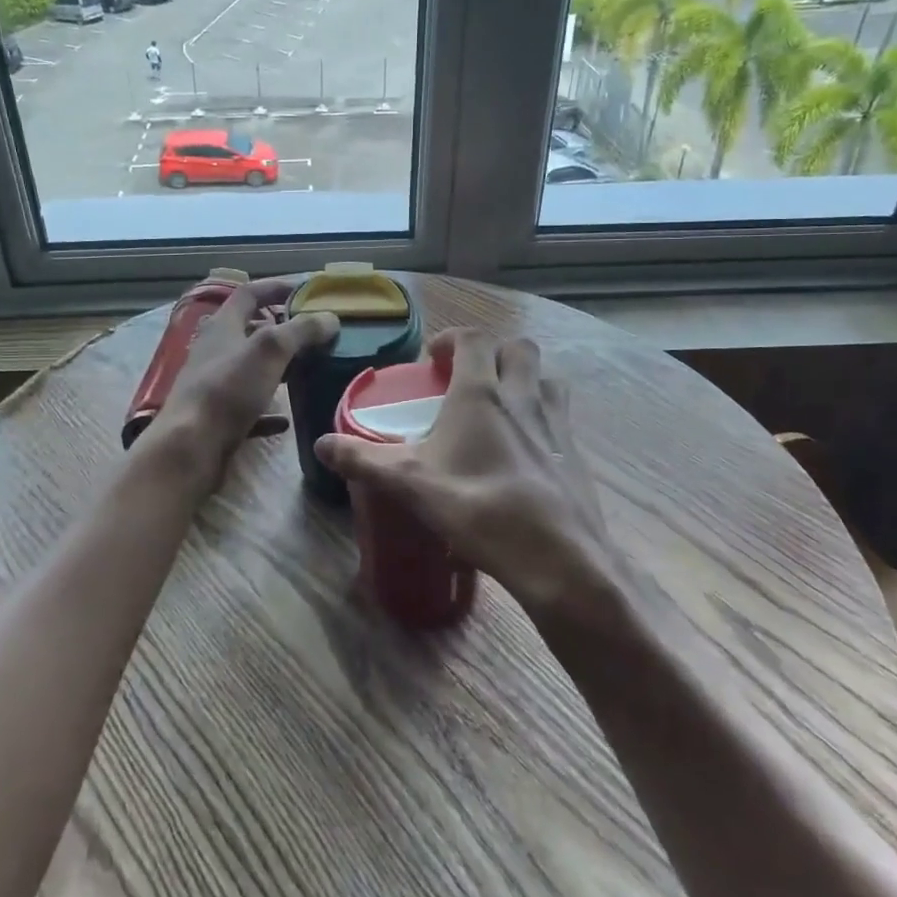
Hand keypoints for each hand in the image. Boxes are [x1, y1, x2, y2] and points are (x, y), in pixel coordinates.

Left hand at [150, 277, 338, 470]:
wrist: (190, 448)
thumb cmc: (228, 389)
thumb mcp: (270, 350)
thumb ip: (301, 331)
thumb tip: (330, 317)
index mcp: (223, 326)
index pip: (249, 294)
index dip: (276, 287)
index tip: (305, 290)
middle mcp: (215, 351)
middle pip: (249, 331)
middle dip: (281, 330)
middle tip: (312, 334)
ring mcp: (214, 386)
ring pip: (250, 369)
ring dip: (276, 368)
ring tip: (307, 371)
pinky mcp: (217, 418)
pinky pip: (249, 408)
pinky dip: (269, 410)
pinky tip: (287, 419)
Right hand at [314, 329, 615, 620]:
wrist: (558, 557)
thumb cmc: (480, 508)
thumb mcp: (412, 484)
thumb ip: (364, 460)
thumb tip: (322, 445)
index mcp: (481, 393)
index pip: (473, 338)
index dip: (452, 338)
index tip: (433, 358)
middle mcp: (523, 397)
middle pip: (518, 348)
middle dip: (492, 352)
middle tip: (467, 377)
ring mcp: (556, 424)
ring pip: (546, 378)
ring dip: (523, 379)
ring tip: (498, 407)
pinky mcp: (575, 455)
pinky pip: (559, 417)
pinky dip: (540, 418)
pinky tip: (521, 454)